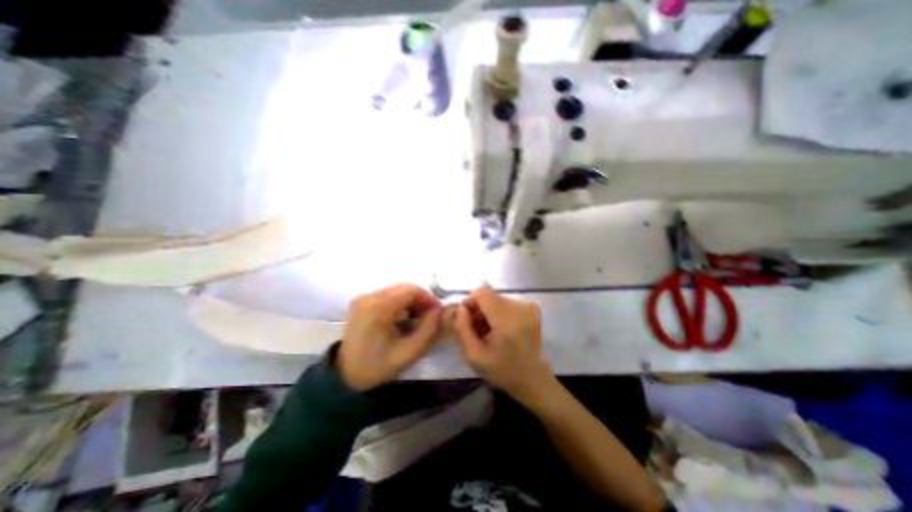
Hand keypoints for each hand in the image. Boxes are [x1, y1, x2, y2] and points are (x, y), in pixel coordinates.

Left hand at [337, 286, 445, 390]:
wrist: (345, 377)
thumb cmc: (377, 367)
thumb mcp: (409, 353)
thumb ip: (429, 329)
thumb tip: (439, 311)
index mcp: (378, 308)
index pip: (411, 290)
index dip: (428, 299)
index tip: (436, 314)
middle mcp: (369, 297)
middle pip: (404, 288)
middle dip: (420, 300)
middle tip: (428, 318)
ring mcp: (364, 298)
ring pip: (397, 290)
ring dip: (411, 302)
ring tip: (417, 320)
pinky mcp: (362, 302)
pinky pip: (389, 295)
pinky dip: (401, 304)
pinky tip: (403, 319)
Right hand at [451, 285, 551, 401]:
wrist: (532, 379)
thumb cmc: (502, 371)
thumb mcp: (473, 356)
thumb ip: (462, 329)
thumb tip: (461, 308)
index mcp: (508, 320)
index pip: (483, 292)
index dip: (470, 301)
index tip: (466, 318)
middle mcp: (520, 308)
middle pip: (489, 296)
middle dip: (478, 310)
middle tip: (476, 331)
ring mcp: (528, 307)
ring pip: (496, 299)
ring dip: (488, 313)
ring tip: (488, 333)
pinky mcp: (531, 308)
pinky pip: (506, 303)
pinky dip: (498, 313)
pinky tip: (499, 330)